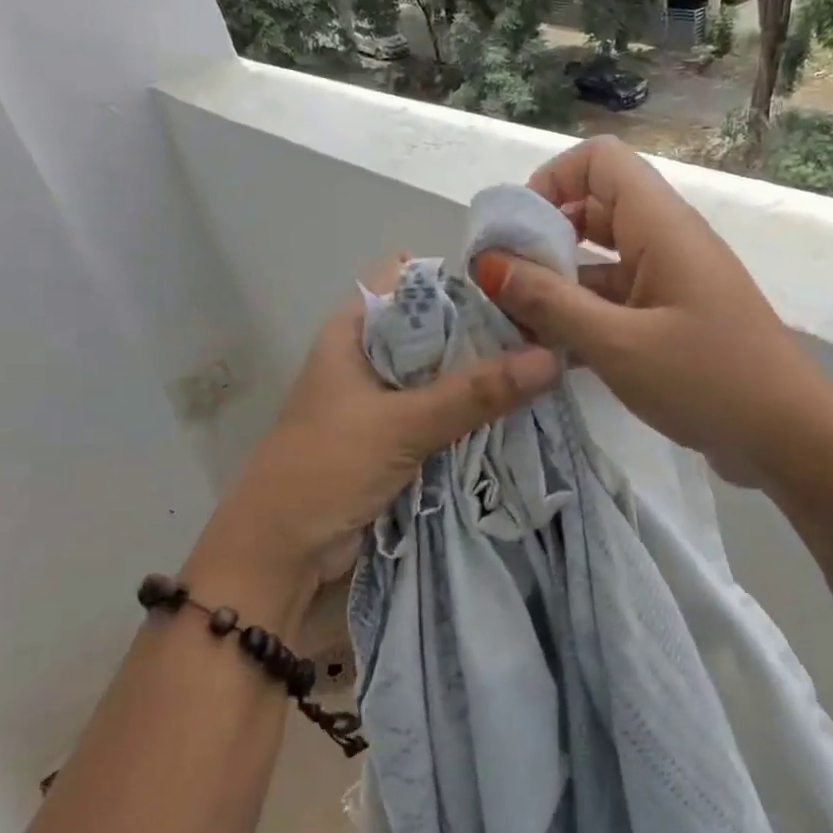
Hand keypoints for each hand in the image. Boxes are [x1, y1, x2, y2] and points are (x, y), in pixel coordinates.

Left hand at [188, 256, 558, 613]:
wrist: (281, 554)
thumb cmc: (325, 470)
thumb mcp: (401, 424)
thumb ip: (473, 393)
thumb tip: (552, 358)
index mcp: (354, 331)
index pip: (411, 278)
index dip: (461, 277)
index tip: (519, 289)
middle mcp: (371, 357)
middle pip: (437, 328)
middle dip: (487, 332)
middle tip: (549, 333)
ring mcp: (386, 400)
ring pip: (446, 375)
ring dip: (487, 378)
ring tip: (550, 369)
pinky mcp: (399, 439)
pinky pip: (447, 415)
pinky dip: (478, 414)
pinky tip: (524, 411)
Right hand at [472, 137, 827, 486]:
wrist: (786, 438)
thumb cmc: (706, 381)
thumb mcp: (618, 344)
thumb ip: (551, 303)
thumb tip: (489, 263)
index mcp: (661, 226)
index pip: (600, 161)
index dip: (552, 180)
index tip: (516, 232)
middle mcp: (667, 242)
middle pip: (595, 209)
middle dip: (544, 238)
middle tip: (503, 284)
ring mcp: (671, 283)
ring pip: (602, 261)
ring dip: (558, 284)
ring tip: (515, 325)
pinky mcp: (672, 321)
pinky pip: (617, 301)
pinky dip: (583, 317)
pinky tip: (550, 353)